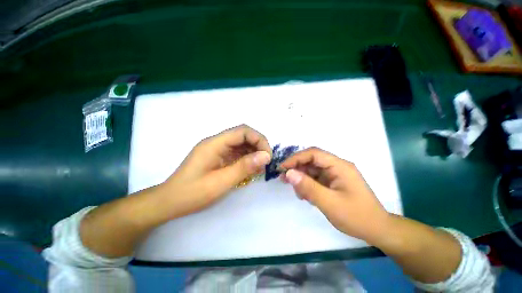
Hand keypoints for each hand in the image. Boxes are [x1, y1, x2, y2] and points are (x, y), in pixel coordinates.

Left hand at [159, 125, 271, 217]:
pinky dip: (247, 158)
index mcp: (214, 144)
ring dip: (253, 152)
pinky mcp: (218, 156)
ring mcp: (217, 149)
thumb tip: (266, 156)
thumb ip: (244, 167)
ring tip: (260, 166)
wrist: (169, 202)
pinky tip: (251, 168)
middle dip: (258, 145)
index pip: (243, 131)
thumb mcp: (221, 182)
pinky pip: (237, 152)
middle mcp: (216, 142)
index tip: (267, 156)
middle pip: (243, 135)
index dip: (259, 139)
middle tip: (266, 161)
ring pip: (241, 143)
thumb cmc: (192, 193)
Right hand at [280, 147, 389, 242]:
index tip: (282, 168)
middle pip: (312, 160)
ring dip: (301, 177)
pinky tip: (304, 195)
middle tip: (283, 178)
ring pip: (312, 169)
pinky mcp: (333, 182)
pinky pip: (316, 178)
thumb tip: (288, 173)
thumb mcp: (329, 203)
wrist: (376, 230)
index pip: (314, 154)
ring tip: (296, 190)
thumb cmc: (356, 216)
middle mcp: (337, 166)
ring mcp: (335, 174)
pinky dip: (307, 184)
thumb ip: (308, 187)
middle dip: (297, 167)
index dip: (296, 158)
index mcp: (339, 166)